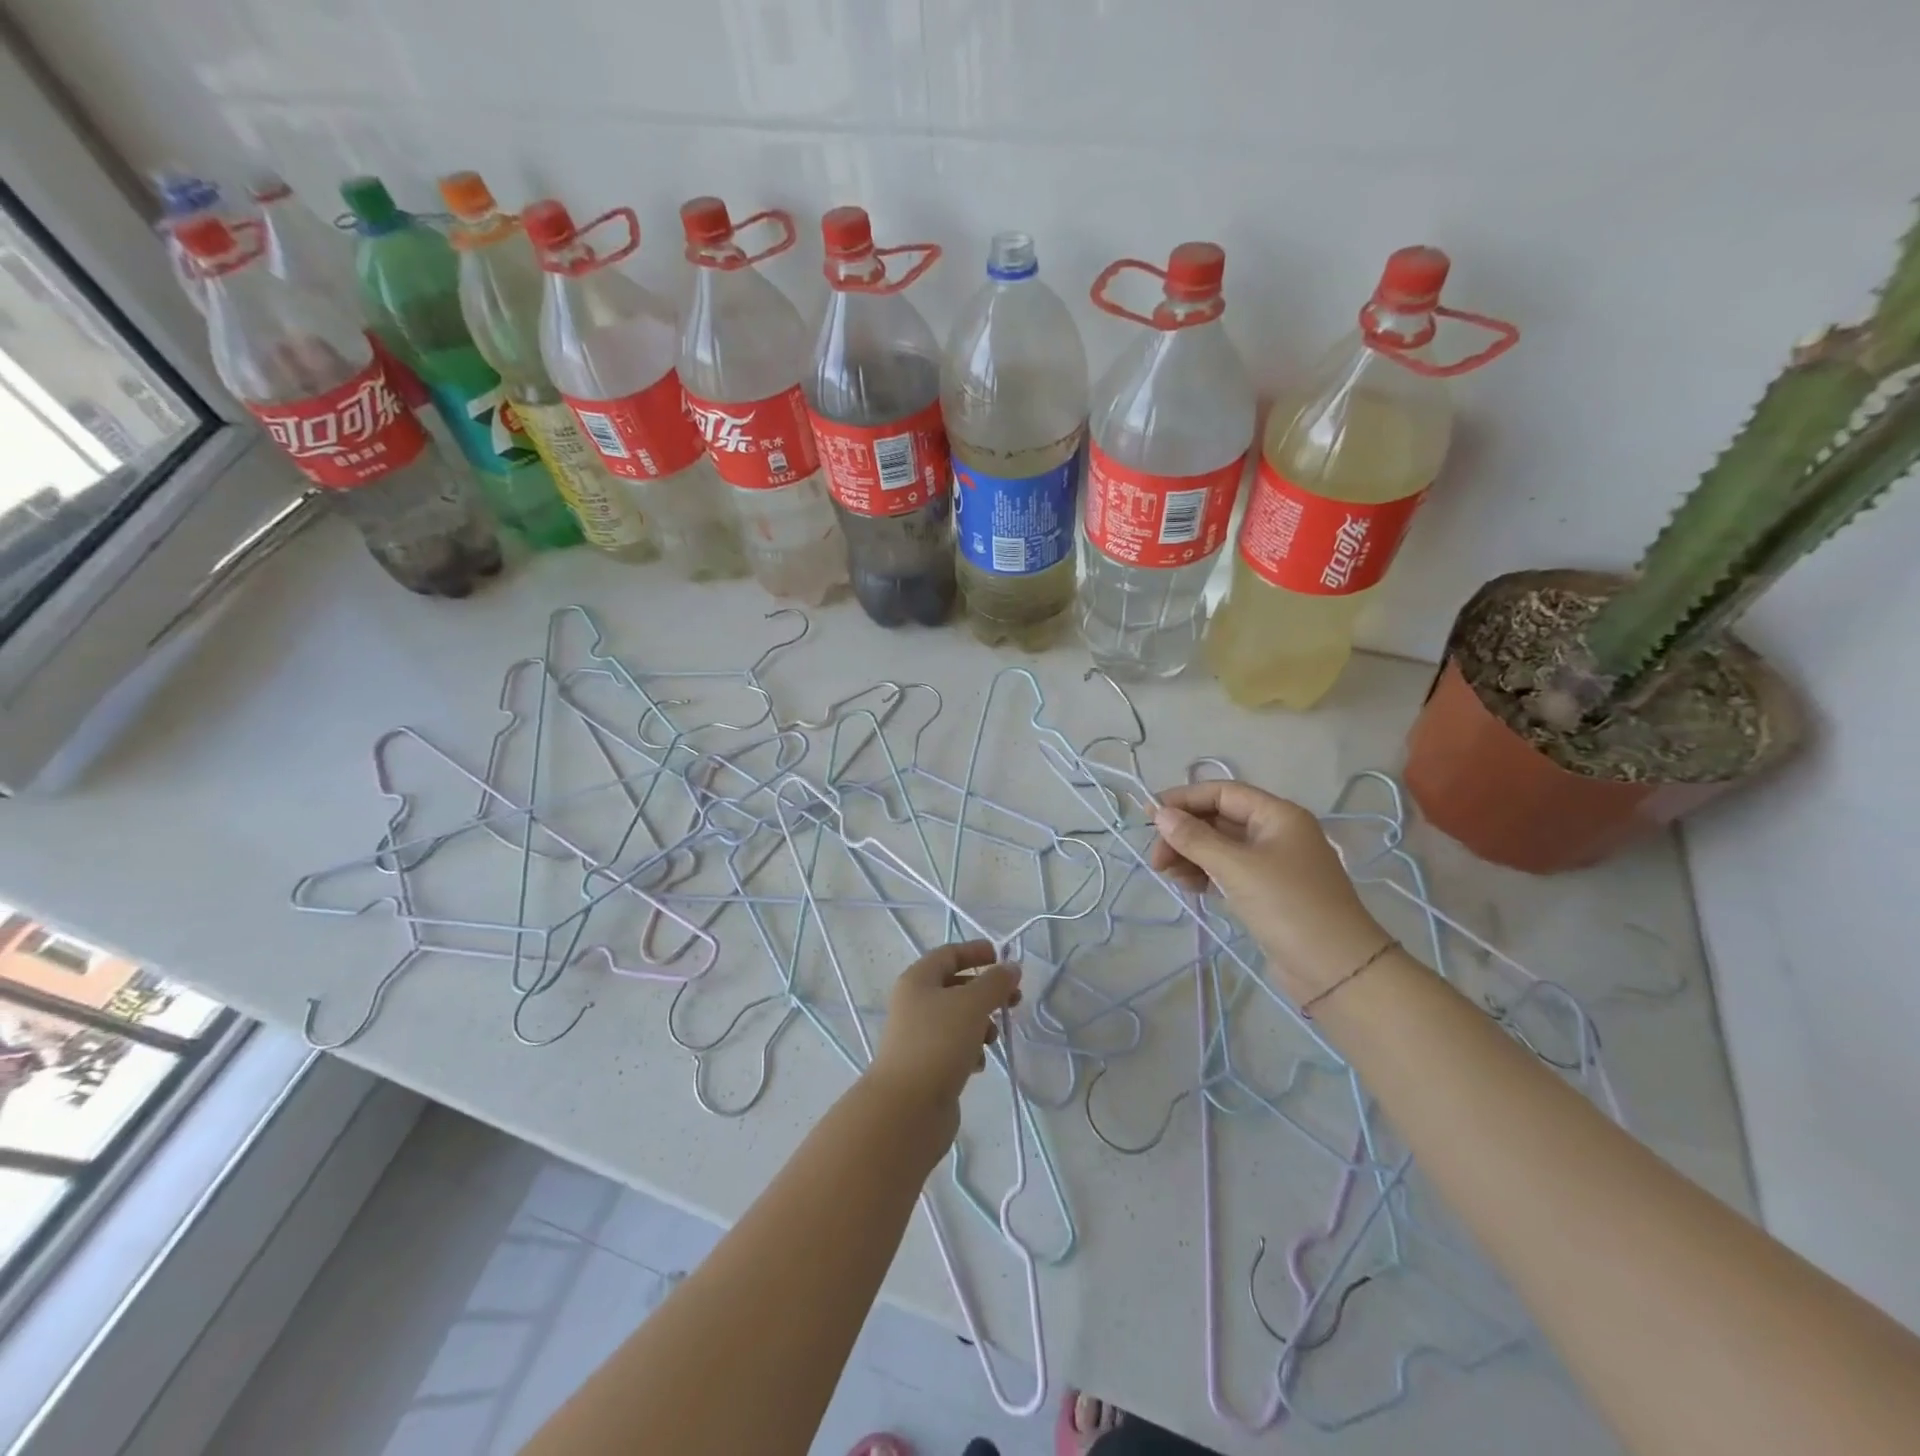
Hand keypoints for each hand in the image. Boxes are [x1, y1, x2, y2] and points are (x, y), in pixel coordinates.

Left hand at [867, 940, 1021, 1128]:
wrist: (907, 1108)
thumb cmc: (938, 1043)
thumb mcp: (972, 1004)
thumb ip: (995, 983)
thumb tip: (1010, 968)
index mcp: (917, 980)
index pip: (949, 954)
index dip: (976, 951)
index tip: (1003, 958)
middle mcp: (914, 1004)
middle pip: (955, 986)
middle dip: (986, 991)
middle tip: (1014, 1000)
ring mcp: (918, 1036)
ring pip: (957, 1019)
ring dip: (981, 1023)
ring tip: (993, 1038)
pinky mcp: (926, 1066)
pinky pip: (954, 1047)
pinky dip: (970, 1050)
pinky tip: (978, 1063)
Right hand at [1150, 781, 1390, 1005]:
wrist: (1337, 971)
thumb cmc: (1289, 906)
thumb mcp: (1237, 868)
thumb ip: (1195, 838)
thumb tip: (1160, 813)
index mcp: (1278, 816)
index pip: (1223, 793)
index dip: (1184, 799)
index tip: (1149, 816)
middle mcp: (1275, 833)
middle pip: (1218, 820)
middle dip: (1184, 833)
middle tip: (1156, 858)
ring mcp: (1271, 864)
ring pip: (1219, 848)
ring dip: (1190, 856)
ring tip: (1168, 875)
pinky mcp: (1266, 893)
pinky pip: (1226, 872)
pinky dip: (1204, 875)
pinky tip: (1187, 886)